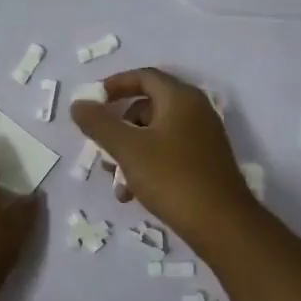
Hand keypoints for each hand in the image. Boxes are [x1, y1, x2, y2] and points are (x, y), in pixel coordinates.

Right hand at [70, 67, 259, 252]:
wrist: (221, 224)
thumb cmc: (172, 178)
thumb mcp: (128, 149)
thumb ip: (100, 124)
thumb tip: (79, 104)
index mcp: (180, 98)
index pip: (144, 77)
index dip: (115, 85)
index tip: (92, 102)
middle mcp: (195, 111)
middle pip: (147, 106)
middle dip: (119, 127)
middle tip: (101, 148)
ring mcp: (202, 137)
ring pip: (155, 134)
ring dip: (129, 152)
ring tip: (115, 182)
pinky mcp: (204, 162)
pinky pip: (168, 152)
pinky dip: (147, 165)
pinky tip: (132, 194)